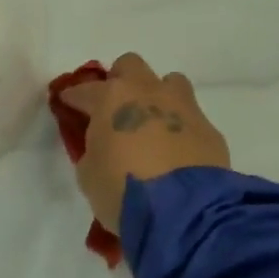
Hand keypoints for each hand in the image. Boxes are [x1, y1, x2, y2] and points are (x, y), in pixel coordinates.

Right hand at [56, 54, 230, 234]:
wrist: (184, 211)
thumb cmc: (123, 190)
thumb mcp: (89, 175)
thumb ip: (93, 151)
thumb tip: (104, 146)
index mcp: (111, 98)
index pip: (85, 89)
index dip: (74, 97)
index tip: (69, 104)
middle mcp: (147, 92)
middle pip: (130, 66)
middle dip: (120, 80)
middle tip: (115, 107)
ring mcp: (182, 106)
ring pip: (169, 82)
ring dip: (158, 97)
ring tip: (152, 123)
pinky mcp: (209, 128)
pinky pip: (191, 117)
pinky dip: (180, 128)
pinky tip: (177, 152)